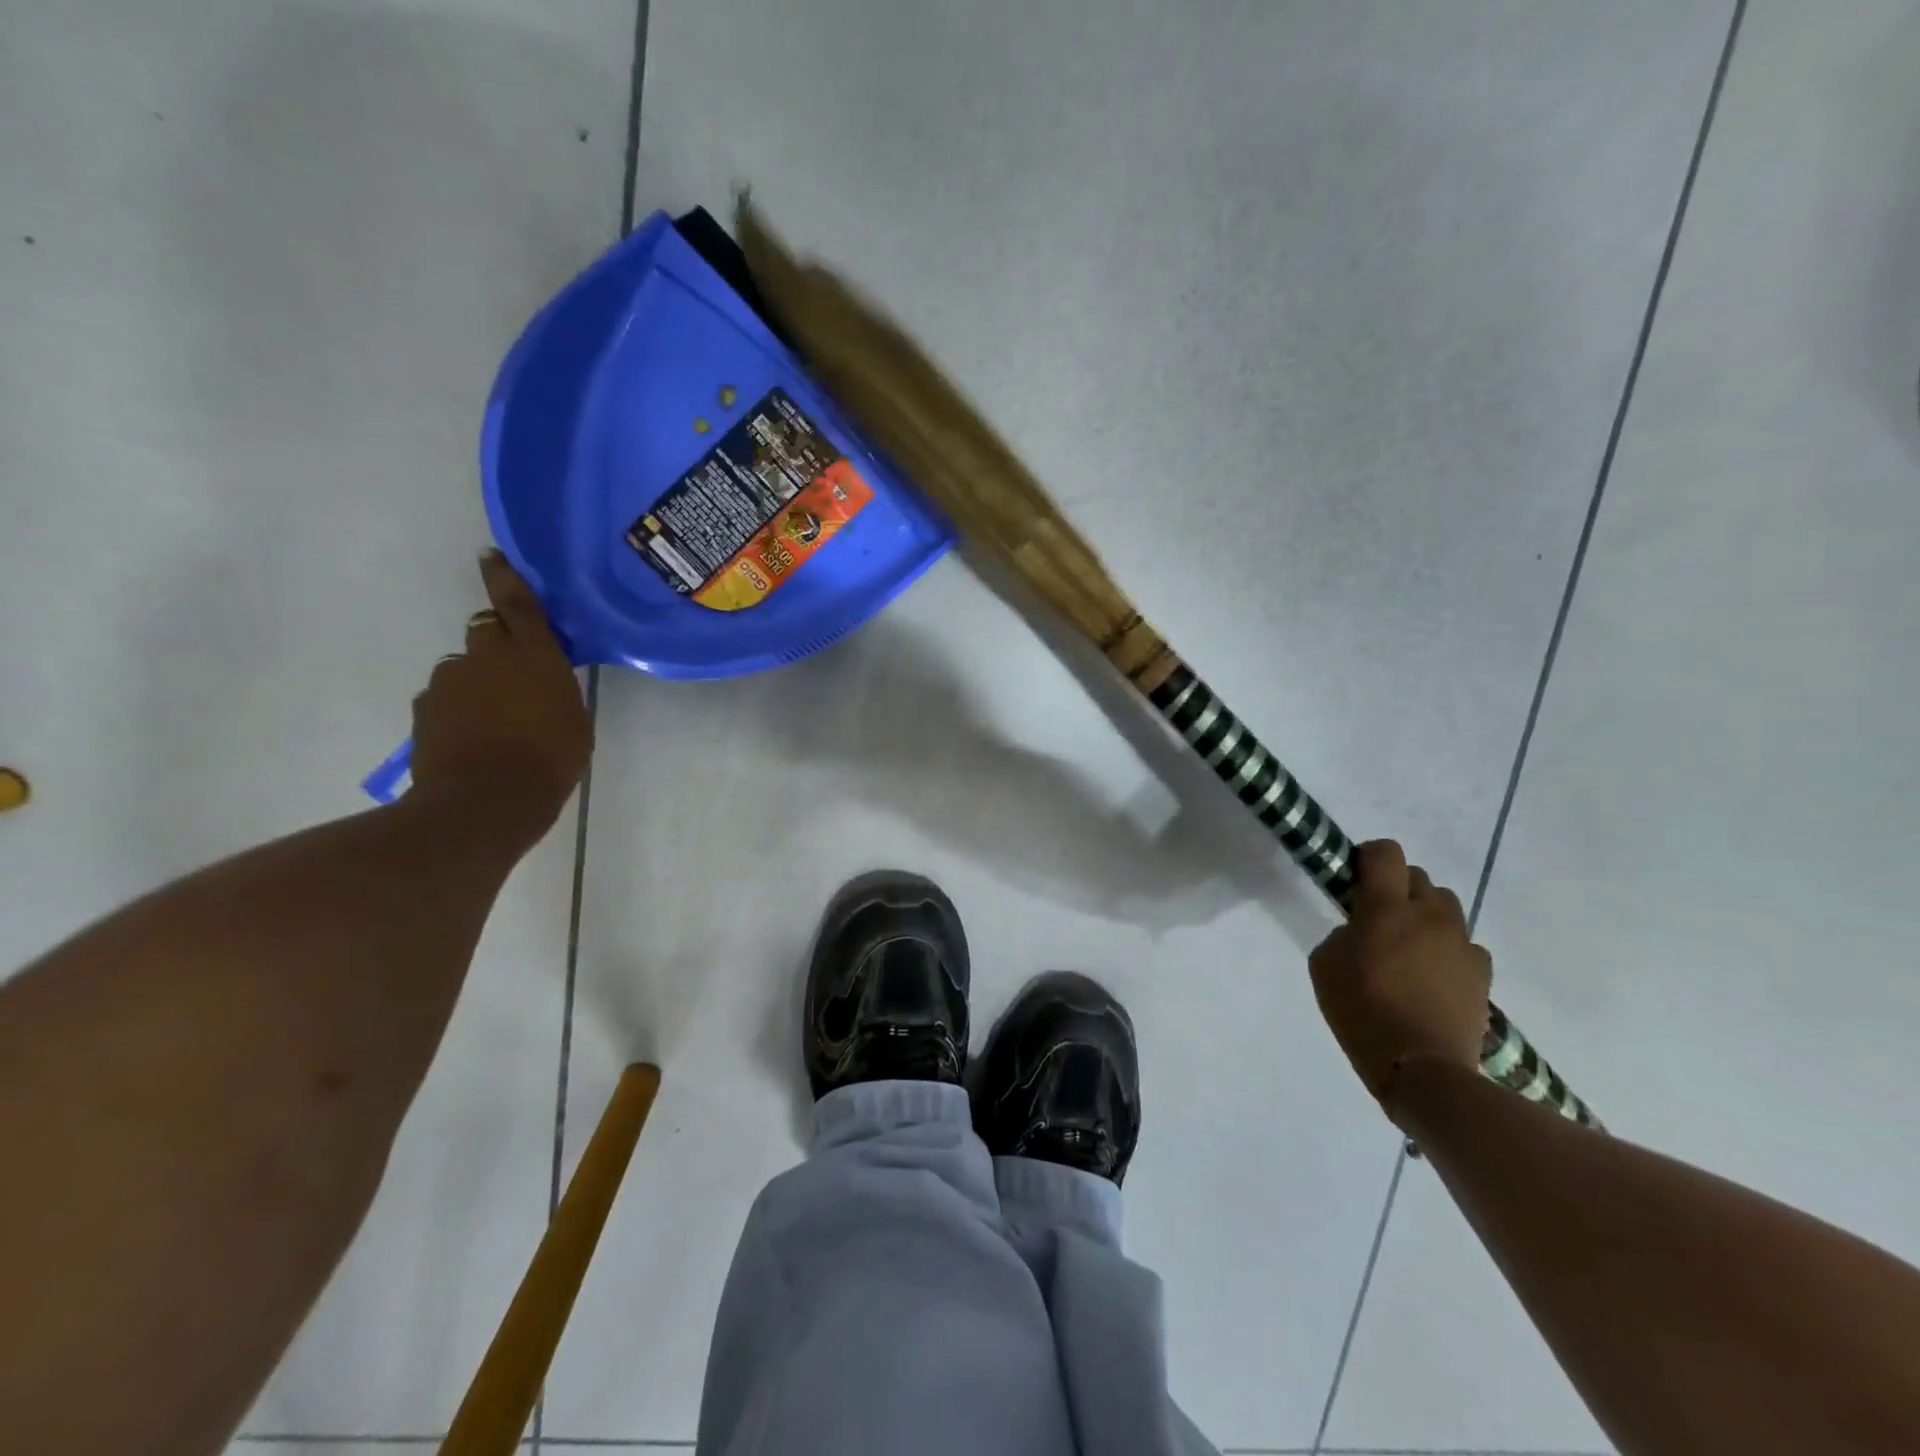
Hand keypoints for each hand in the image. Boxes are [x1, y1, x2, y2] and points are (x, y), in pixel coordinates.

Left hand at [409, 552, 591, 839]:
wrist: (487, 799)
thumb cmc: (551, 758)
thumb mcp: (573, 719)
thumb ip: (553, 688)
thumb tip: (537, 680)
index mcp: (534, 655)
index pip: (518, 604)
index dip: (504, 577)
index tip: (489, 555)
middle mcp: (487, 657)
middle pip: (486, 632)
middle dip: (497, 644)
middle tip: (513, 674)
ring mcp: (450, 682)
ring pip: (463, 669)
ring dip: (477, 683)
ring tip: (494, 721)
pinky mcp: (425, 709)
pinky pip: (444, 698)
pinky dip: (457, 710)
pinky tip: (473, 740)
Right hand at [1309, 840, 1490, 1117]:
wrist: (1422, 1069)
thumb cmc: (1362, 1011)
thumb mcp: (1325, 965)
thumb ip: (1342, 933)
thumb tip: (1361, 929)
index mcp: (1387, 908)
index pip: (1385, 853)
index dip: (1368, 856)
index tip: (1354, 877)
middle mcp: (1429, 915)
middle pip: (1418, 877)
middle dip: (1397, 888)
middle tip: (1378, 918)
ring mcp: (1461, 943)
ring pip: (1445, 906)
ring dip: (1425, 915)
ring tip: (1408, 945)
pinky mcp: (1482, 973)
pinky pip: (1464, 944)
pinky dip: (1447, 949)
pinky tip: (1432, 974)